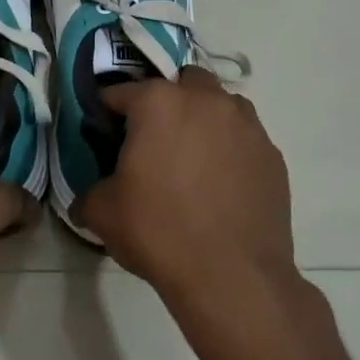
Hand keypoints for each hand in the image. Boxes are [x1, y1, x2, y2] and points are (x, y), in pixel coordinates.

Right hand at [76, 66, 293, 306]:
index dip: (107, 111)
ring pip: (220, 104)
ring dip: (203, 118)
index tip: (103, 132)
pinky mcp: (272, 154)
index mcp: (158, 103)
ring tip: (193, 158)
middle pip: (181, 83)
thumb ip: (89, 192)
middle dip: (166, 101)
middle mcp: (205, 100)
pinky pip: (244, 138)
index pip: (120, 92)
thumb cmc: (159, 232)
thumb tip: (87, 197)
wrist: (232, 276)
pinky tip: (221, 184)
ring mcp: (245, 125)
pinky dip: (230, 149)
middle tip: (154, 139)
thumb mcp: (102, 213)